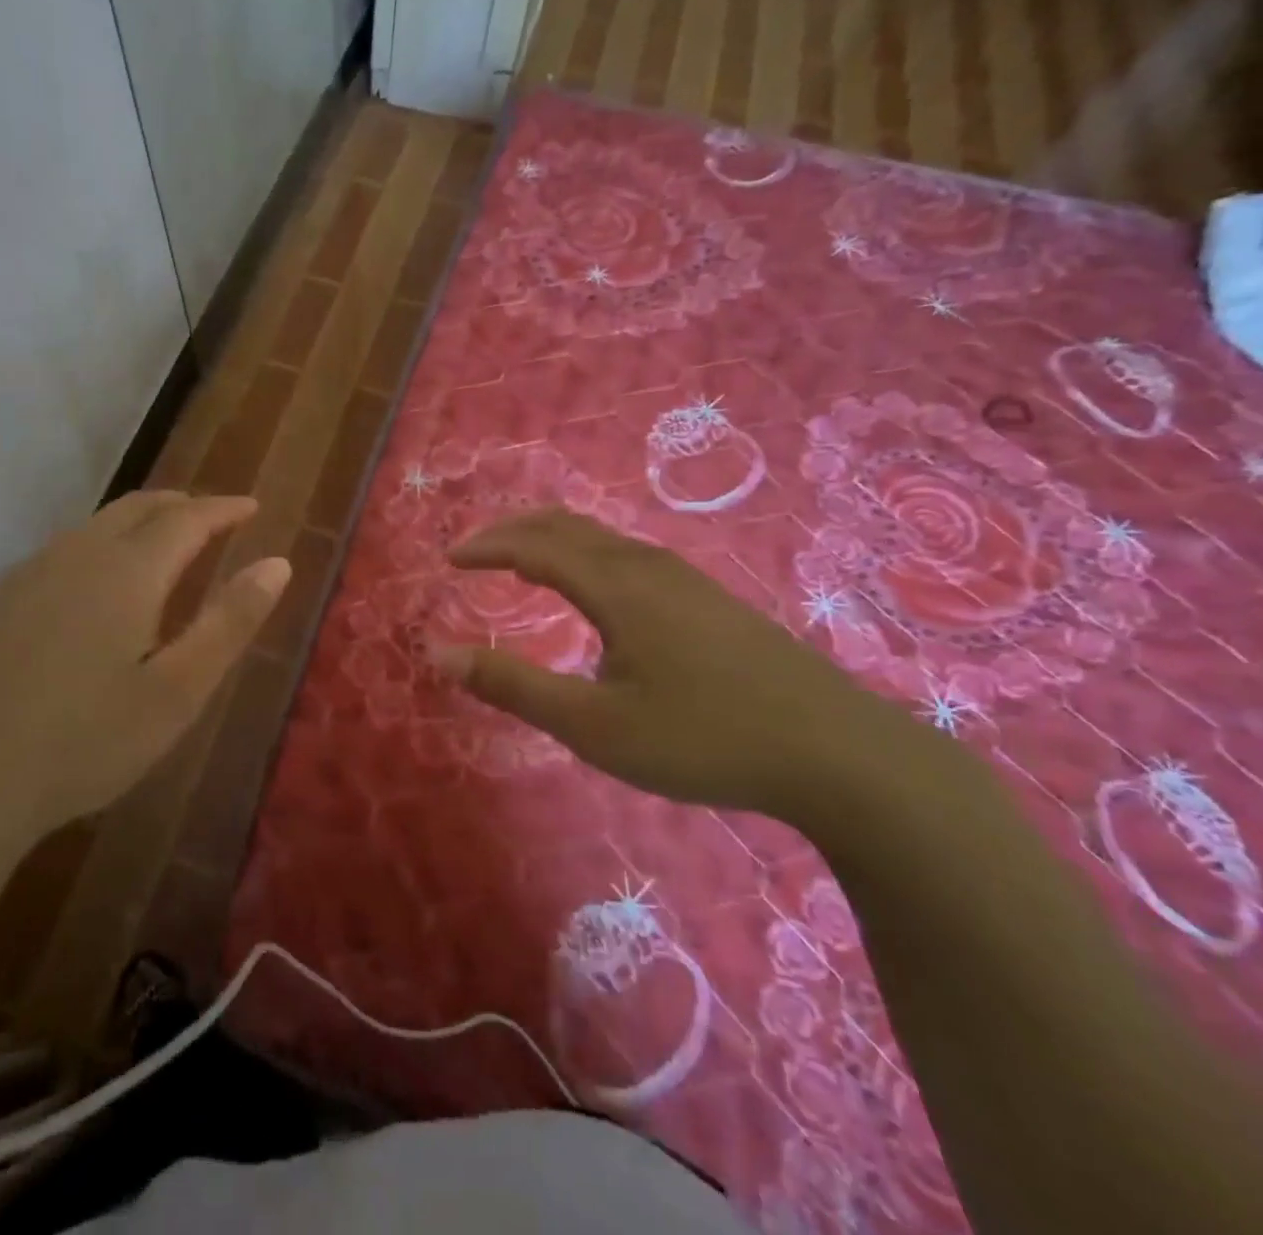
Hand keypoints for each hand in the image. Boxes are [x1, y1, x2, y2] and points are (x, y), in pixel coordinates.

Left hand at [0, 491, 289, 842]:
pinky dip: (103, 544)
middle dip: (182, 506)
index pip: (187, 518)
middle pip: (138, 507)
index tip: (252, 508)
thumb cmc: (84, 742)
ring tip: (166, 544)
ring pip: (97, 524)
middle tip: (214, 519)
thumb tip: (278, 564)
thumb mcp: (177, 691)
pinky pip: (65, 549)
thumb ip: (229, 622)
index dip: (223, 509)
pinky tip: (100, 583)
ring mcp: (28, 574)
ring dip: (140, 522)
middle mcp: (77, 555)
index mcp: (127, 571)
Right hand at [432, 510, 908, 824]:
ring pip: (603, 538)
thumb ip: (514, 686)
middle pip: (568, 526)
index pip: (535, 546)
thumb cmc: (704, 738)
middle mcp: (648, 567)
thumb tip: (440, 654)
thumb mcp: (594, 725)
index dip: (488, 547)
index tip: (449, 559)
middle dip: (514, 530)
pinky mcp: (710, 600)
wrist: (839, 754)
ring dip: (552, 539)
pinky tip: (595, 588)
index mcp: (616, 587)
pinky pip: (628, 555)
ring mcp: (686, 580)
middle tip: (476, 549)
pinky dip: (586, 554)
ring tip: (523, 560)